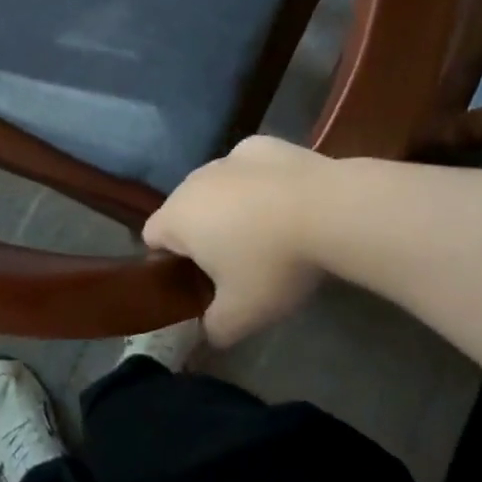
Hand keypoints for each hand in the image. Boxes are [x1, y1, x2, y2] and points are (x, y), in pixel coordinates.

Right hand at [143, 135, 334, 345]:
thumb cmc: (272, 263)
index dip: (170, 262)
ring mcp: (227, 157)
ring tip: (268, 234)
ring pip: (217, 186)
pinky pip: (248, 169)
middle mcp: (193, 181)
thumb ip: (215, 329)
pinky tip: (288, 203)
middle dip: (203, 234)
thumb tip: (207, 335)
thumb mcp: (243, 314)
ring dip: (230, 207)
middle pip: (185, 210)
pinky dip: (259, 184)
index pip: (152, 237)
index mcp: (177, 218)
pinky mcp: (261, 145)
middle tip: (237, 265)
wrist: (328, 209)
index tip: (199, 282)